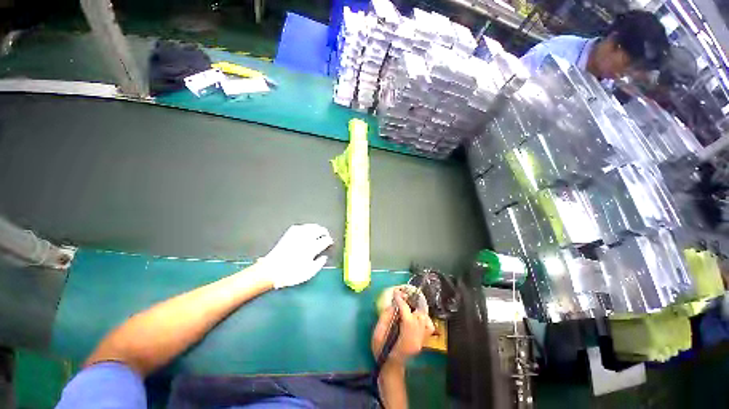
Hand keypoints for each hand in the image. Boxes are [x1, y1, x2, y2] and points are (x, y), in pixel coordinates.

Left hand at [257, 224, 333, 288]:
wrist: (271, 270)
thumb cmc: (291, 273)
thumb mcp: (309, 273)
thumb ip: (319, 264)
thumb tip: (324, 257)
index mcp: (312, 248)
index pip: (325, 240)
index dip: (329, 240)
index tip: (330, 242)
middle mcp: (306, 239)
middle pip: (319, 230)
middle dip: (324, 232)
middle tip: (326, 235)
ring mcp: (297, 235)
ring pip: (310, 226)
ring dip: (316, 227)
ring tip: (318, 230)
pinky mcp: (289, 234)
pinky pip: (300, 227)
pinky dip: (306, 227)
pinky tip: (306, 229)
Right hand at [371, 289, 434, 366]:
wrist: (391, 367)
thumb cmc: (382, 352)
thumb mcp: (378, 335)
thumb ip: (385, 318)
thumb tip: (393, 305)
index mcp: (406, 337)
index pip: (406, 313)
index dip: (401, 301)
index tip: (396, 292)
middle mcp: (418, 338)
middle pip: (419, 314)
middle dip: (410, 302)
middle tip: (401, 297)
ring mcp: (422, 339)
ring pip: (425, 318)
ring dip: (416, 309)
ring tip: (407, 305)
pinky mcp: (423, 340)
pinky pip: (428, 325)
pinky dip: (423, 317)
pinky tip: (415, 315)